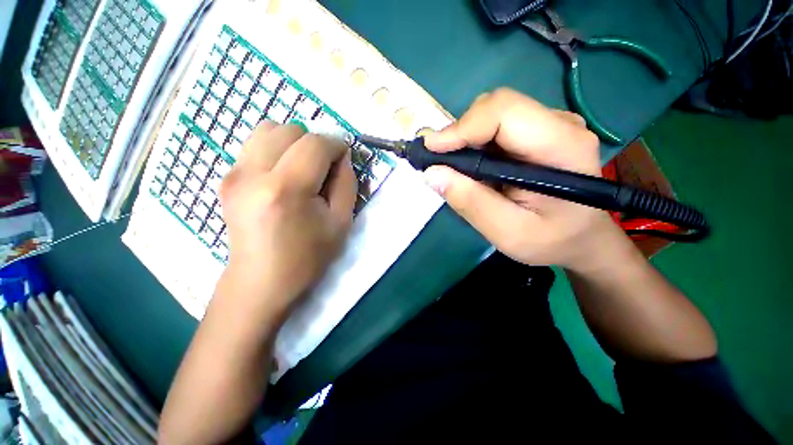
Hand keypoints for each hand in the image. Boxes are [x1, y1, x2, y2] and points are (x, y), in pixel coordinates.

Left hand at [218, 122, 356, 316]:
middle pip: (290, 130)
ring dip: (294, 142)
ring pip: (268, 129)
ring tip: (303, 168)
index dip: (336, 145)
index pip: (315, 144)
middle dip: (315, 143)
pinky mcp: (226, 178)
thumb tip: (341, 157)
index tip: (344, 159)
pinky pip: (255, 144)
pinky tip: (283, 174)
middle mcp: (253, 174)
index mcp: (286, 190)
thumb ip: (347, 183)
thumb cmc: (307, 257)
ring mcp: (233, 173)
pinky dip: (276, 149)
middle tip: (324, 168)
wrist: (261, 281)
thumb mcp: (341, 222)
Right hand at [423, 88, 628, 271]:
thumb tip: (432, 173)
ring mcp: (550, 124)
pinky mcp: (539, 131)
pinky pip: (497, 127)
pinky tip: (474, 168)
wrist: (580, 238)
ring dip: (465, 140)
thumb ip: (471, 203)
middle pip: (496, 107)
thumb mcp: (508, 233)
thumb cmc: (551, 241)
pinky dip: (475, 144)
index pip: (503, 112)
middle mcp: (560, 124)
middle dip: (460, 134)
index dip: (461, 127)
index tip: (431, 150)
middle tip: (440, 164)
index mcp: (562, 147)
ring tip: (456, 170)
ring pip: (493, 115)